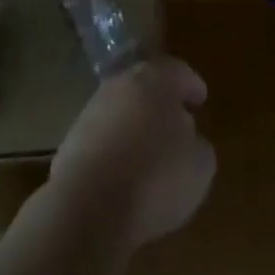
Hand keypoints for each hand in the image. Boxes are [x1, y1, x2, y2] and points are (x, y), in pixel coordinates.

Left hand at [49, 57, 215, 249]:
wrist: (89, 203)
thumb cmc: (156, 178)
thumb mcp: (199, 166)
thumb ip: (198, 144)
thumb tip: (188, 138)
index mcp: (156, 80)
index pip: (178, 72)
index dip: (191, 85)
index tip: (201, 99)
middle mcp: (122, 84)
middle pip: (146, 85)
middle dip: (162, 102)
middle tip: (178, 123)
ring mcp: (93, 108)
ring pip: (123, 108)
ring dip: (137, 124)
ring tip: (152, 151)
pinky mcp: (73, 136)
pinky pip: (105, 134)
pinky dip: (118, 145)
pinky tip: (127, 171)